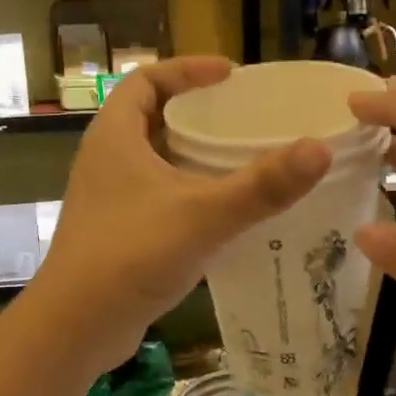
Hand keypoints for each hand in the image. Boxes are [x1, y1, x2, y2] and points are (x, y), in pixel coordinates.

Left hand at [34, 57, 330, 371]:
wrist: (76, 326)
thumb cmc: (130, 255)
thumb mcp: (202, 215)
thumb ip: (261, 186)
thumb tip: (319, 149)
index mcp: (114, 137)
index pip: (145, 80)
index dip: (186, 69)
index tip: (230, 75)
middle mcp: (106, 160)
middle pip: (150, 117)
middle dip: (194, 112)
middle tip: (241, 118)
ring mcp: (108, 199)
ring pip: (154, 161)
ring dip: (191, 156)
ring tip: (240, 160)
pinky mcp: (116, 232)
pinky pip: (156, 197)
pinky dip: (187, 193)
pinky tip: (221, 213)